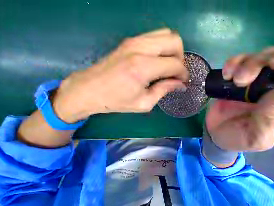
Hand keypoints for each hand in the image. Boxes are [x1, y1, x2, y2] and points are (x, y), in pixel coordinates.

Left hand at [52, 28, 188, 122]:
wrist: (89, 89)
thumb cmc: (117, 101)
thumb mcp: (144, 102)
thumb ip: (164, 90)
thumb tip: (180, 84)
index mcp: (143, 67)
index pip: (175, 63)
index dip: (183, 73)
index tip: (184, 82)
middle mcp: (141, 48)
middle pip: (174, 40)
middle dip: (181, 58)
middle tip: (176, 73)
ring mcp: (134, 40)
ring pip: (166, 33)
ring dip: (172, 50)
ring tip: (168, 67)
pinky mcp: (130, 40)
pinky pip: (155, 36)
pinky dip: (163, 47)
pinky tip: (159, 61)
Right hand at [205, 45, 273, 151]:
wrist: (216, 135)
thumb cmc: (238, 140)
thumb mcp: (257, 137)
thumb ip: (271, 117)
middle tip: (268, 66)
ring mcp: (256, 82)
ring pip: (264, 56)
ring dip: (251, 62)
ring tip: (237, 79)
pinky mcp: (237, 80)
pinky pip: (239, 62)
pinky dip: (234, 63)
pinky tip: (228, 73)